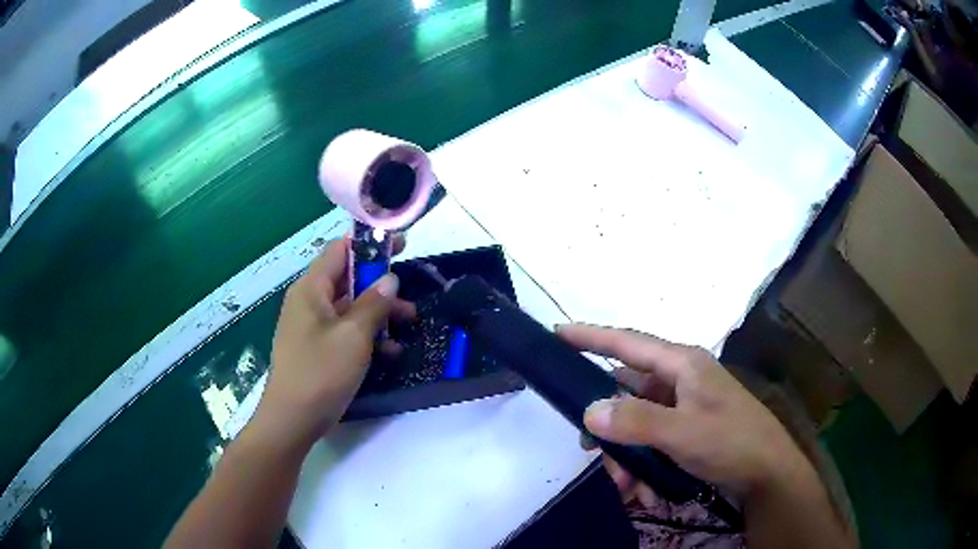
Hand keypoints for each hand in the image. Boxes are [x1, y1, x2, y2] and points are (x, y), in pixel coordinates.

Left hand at [249, 235, 414, 450]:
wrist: (293, 420)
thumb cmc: (320, 372)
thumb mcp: (353, 336)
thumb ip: (374, 304)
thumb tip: (390, 279)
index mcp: (311, 289)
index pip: (340, 250)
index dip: (370, 244)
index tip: (400, 245)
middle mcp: (309, 302)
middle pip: (347, 279)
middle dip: (380, 285)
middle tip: (409, 295)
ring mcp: (312, 326)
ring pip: (349, 307)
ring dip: (378, 313)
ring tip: (408, 324)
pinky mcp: (317, 348)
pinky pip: (344, 330)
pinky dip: (367, 334)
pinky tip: (390, 351)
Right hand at [557, 324, 809, 500]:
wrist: (767, 474)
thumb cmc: (732, 441)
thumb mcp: (683, 432)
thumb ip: (636, 421)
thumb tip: (590, 412)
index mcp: (681, 364)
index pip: (627, 342)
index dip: (591, 337)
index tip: (557, 334)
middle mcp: (679, 380)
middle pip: (625, 394)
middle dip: (610, 429)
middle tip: (593, 453)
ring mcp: (682, 406)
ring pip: (635, 425)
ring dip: (626, 457)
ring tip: (630, 489)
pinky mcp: (685, 429)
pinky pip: (650, 442)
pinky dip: (642, 465)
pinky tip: (646, 490)